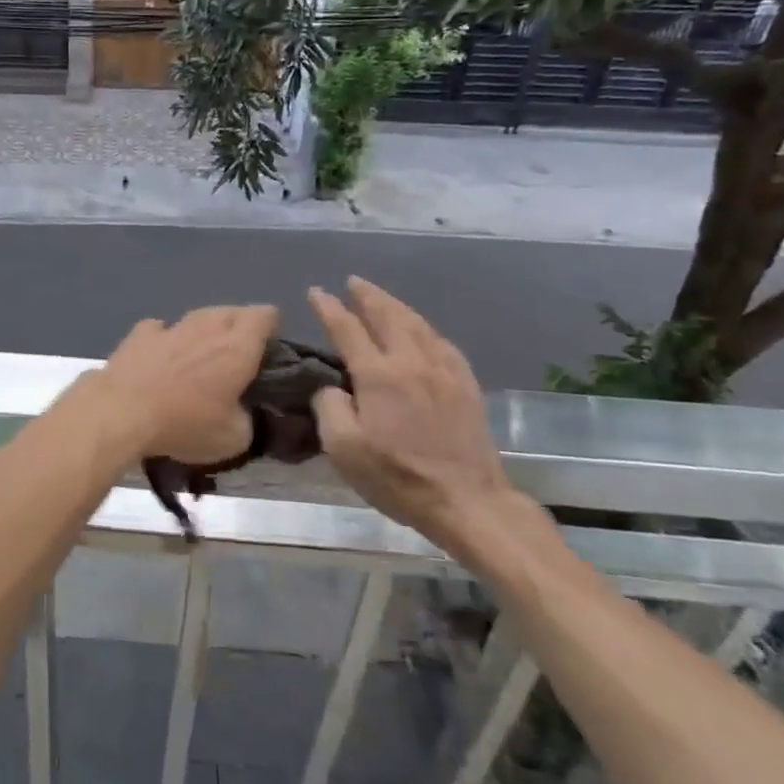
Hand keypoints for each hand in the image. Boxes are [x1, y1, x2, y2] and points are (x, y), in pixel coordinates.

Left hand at [95, 305, 277, 463]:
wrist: (122, 412)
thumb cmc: (185, 424)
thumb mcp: (233, 439)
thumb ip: (247, 420)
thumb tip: (241, 413)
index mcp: (238, 346)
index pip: (265, 315)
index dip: (271, 328)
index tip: (268, 350)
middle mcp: (207, 327)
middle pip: (232, 311)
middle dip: (238, 328)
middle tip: (236, 358)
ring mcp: (171, 326)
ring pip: (197, 317)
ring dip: (203, 332)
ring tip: (199, 358)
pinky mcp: (139, 334)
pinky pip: (160, 329)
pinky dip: (165, 340)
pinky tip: (160, 358)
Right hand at [307, 277, 510, 543]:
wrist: (467, 501)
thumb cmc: (398, 477)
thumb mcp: (344, 449)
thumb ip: (329, 407)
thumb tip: (331, 387)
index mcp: (378, 374)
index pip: (347, 328)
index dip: (329, 307)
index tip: (316, 292)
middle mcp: (411, 361)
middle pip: (387, 315)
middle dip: (367, 295)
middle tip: (353, 282)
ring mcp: (444, 371)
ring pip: (417, 324)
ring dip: (395, 305)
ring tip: (381, 297)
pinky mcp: (466, 385)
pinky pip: (442, 343)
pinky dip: (425, 328)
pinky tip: (422, 331)